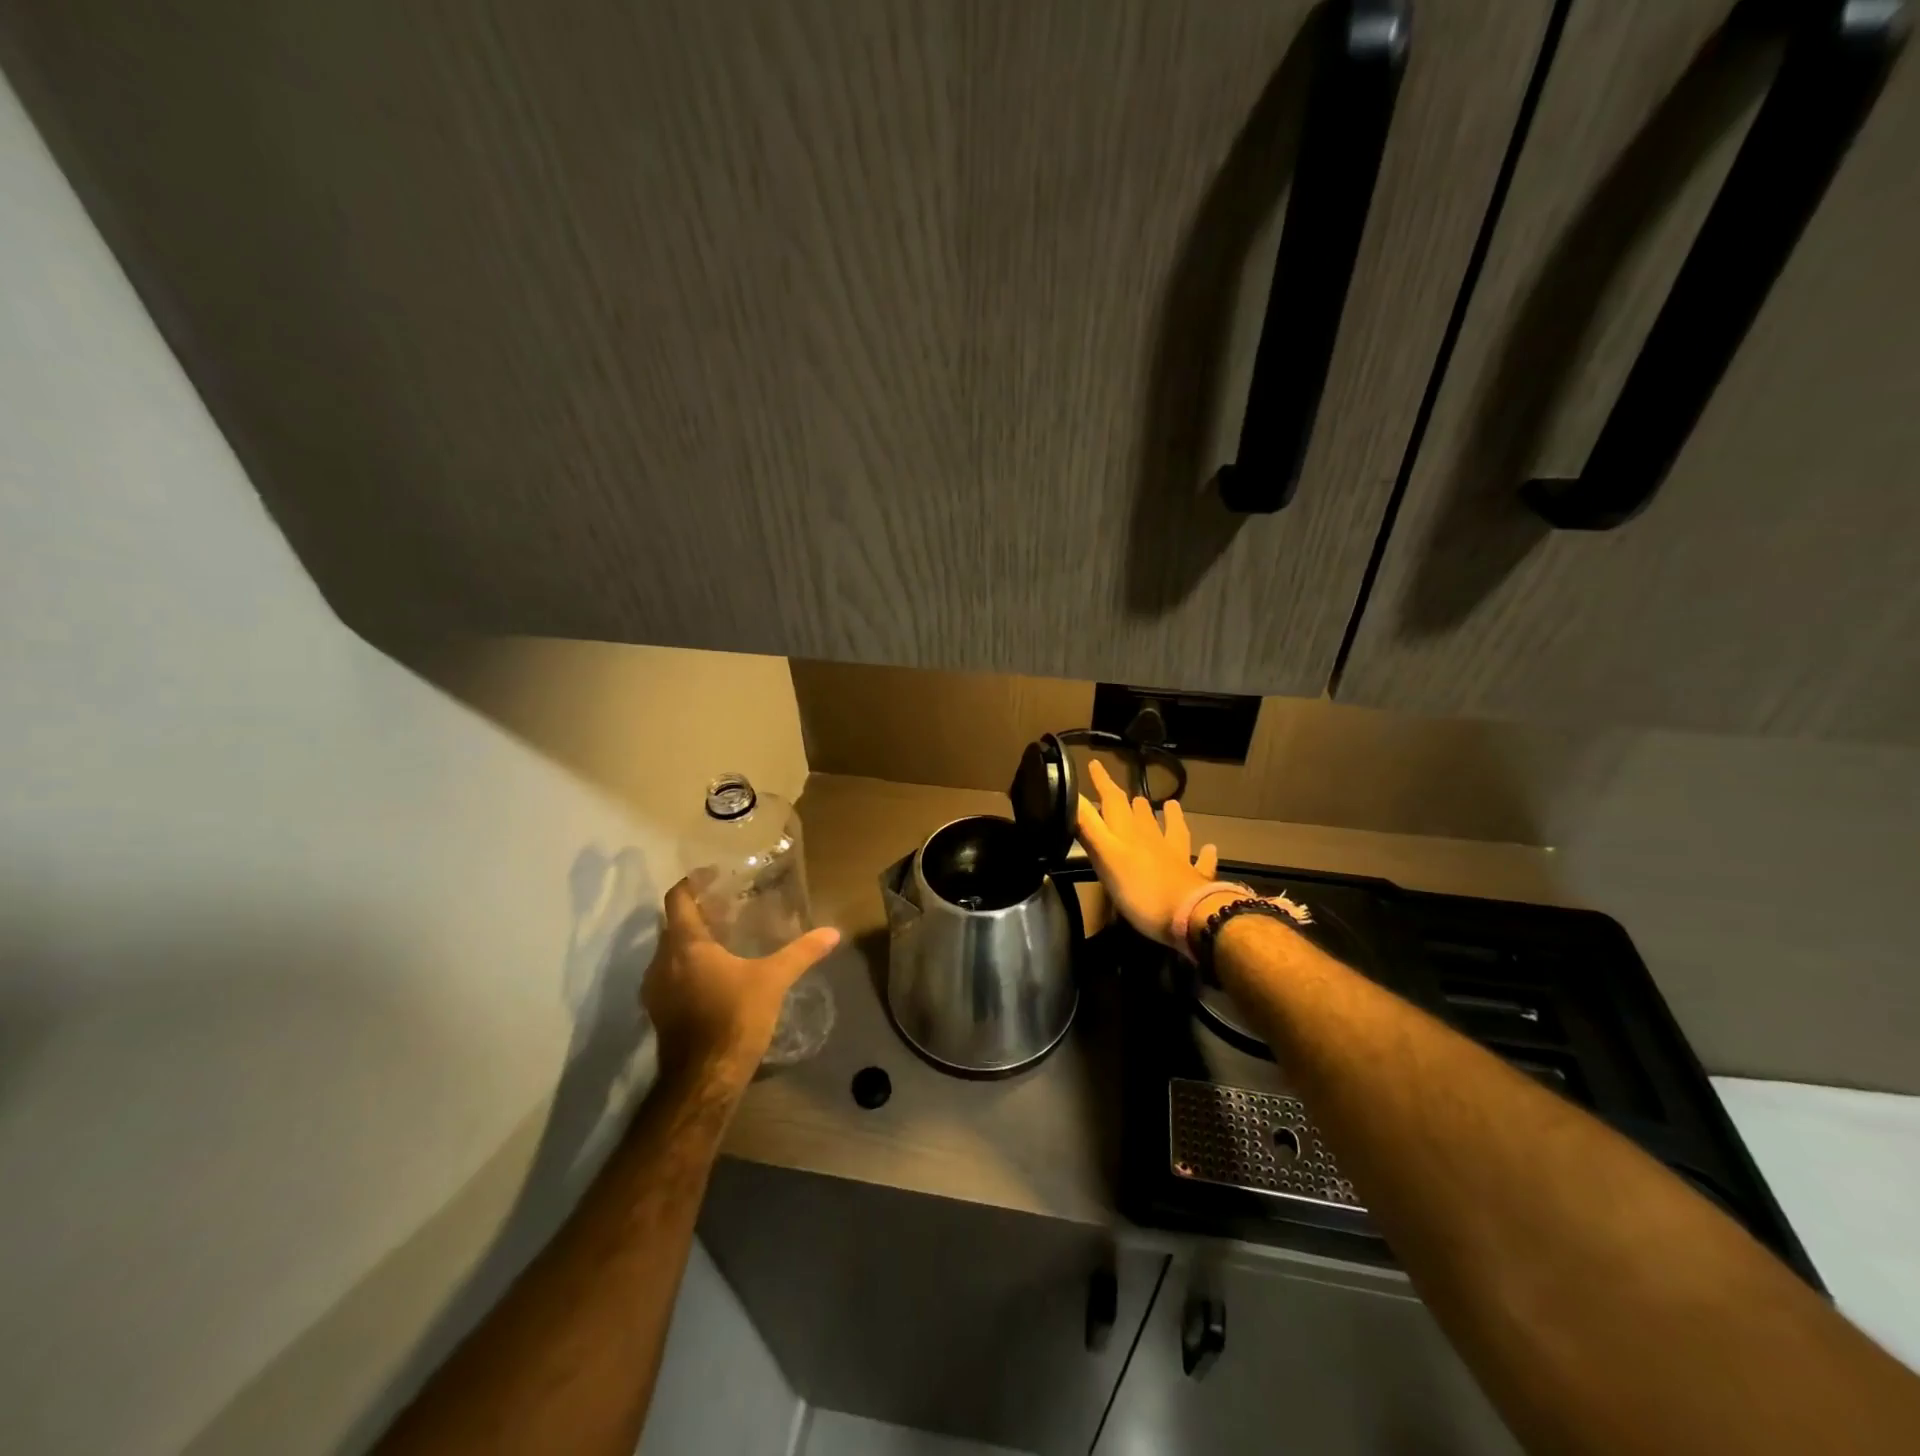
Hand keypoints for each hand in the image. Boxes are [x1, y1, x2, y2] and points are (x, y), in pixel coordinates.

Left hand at [643, 880, 840, 1093]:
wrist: (704, 1079)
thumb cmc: (734, 1017)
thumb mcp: (773, 980)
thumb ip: (802, 952)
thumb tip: (833, 932)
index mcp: (685, 944)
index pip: (677, 900)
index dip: (691, 883)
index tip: (712, 875)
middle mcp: (662, 962)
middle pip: (673, 925)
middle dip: (696, 914)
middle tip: (727, 907)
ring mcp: (655, 990)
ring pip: (669, 953)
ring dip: (690, 943)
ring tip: (722, 940)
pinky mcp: (658, 1013)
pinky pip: (670, 977)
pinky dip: (686, 968)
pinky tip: (713, 976)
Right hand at [1075, 758, 1219, 947]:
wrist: (1189, 915)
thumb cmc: (1140, 889)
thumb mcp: (1105, 857)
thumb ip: (1088, 827)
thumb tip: (1071, 794)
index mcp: (1128, 833)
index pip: (1113, 800)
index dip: (1103, 782)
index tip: (1095, 764)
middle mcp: (1153, 839)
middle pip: (1142, 815)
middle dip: (1132, 803)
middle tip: (1129, 795)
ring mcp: (1176, 858)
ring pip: (1173, 830)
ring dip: (1171, 817)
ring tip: (1172, 805)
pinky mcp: (1194, 878)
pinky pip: (1200, 862)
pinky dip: (1204, 854)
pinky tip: (1210, 848)